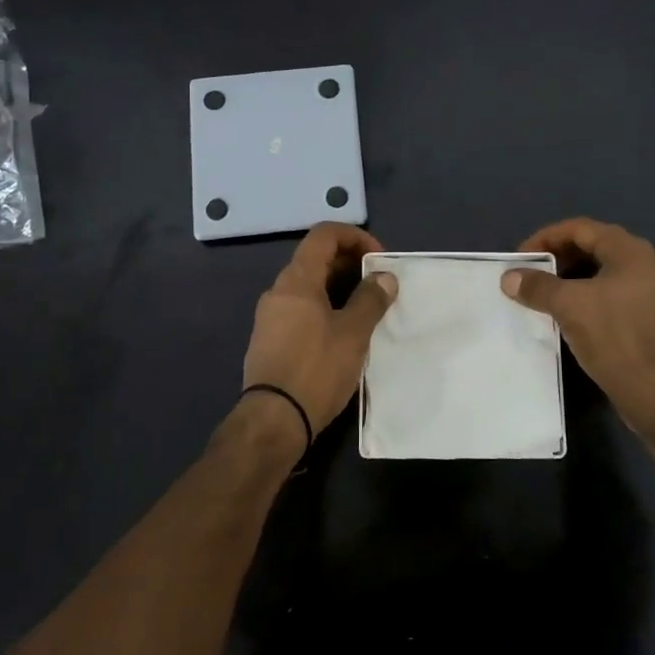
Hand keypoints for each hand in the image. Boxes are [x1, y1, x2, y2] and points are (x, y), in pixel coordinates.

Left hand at [236, 223, 396, 447]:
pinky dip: (323, 307)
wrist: (273, 420)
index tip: (378, 259)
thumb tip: (384, 276)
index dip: (355, 237)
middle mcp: (278, 290)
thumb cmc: (316, 370)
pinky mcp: (269, 339)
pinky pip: (299, 308)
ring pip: (308, 286)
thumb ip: (371, 300)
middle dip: (350, 263)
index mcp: (297, 280)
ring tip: (365, 310)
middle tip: (378, 286)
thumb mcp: (353, 334)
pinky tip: (341, 333)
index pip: (324, 234)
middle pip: (315, 258)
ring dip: (338, 287)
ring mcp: (270, 316)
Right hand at [501, 218, 654, 438]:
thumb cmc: (615, 339)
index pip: (580, 228)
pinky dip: (585, 297)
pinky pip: (610, 295)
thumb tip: (509, 277)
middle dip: (557, 258)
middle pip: (592, 247)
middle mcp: (644, 264)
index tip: (521, 258)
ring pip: (601, 273)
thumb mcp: (569, 307)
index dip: (545, 238)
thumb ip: (537, 286)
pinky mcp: (649, 317)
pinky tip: (568, 316)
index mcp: (630, 252)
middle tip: (530, 275)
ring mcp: (650, 292)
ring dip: (570, 279)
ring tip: (544, 295)